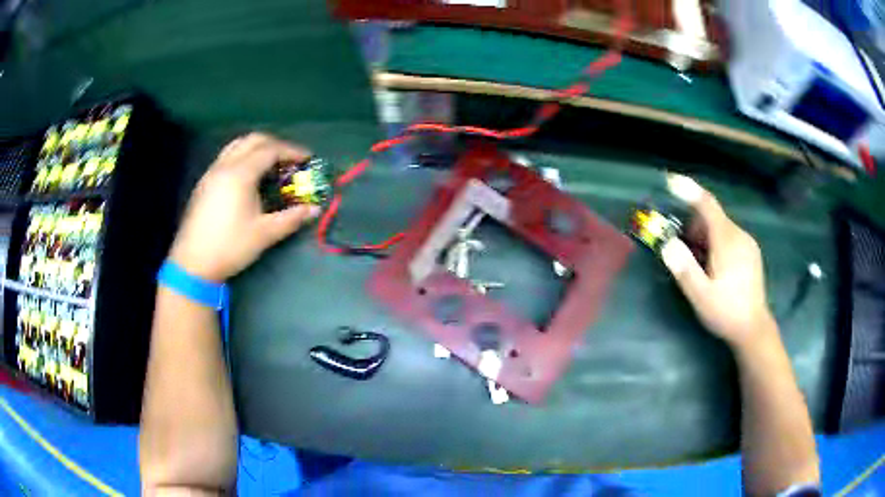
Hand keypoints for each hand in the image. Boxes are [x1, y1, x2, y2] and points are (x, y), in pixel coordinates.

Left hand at [169, 133, 319, 281]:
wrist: (193, 264)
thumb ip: (292, 218)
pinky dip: (243, 156)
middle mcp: (225, 166)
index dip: (292, 151)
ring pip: (237, 146)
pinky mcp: (204, 183)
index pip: (270, 150)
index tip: (307, 159)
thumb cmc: (230, 247)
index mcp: (241, 174)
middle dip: (275, 145)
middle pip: (253, 140)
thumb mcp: (265, 234)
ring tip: (270, 164)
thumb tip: (315, 209)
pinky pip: (226, 157)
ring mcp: (212, 173)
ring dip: (257, 148)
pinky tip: (248, 177)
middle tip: (290, 159)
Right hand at [660, 174, 775, 351]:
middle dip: (693, 228)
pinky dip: (716, 244)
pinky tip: (714, 268)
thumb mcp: (701, 296)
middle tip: (683, 253)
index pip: (707, 205)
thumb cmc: (726, 312)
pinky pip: (729, 237)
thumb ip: (684, 269)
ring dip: (704, 239)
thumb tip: (668, 243)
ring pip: (720, 228)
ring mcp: (747, 243)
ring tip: (699, 267)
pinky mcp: (750, 253)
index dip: (689, 191)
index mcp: (727, 241)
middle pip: (712, 217)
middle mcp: (739, 235)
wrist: (754, 330)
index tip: (671, 180)